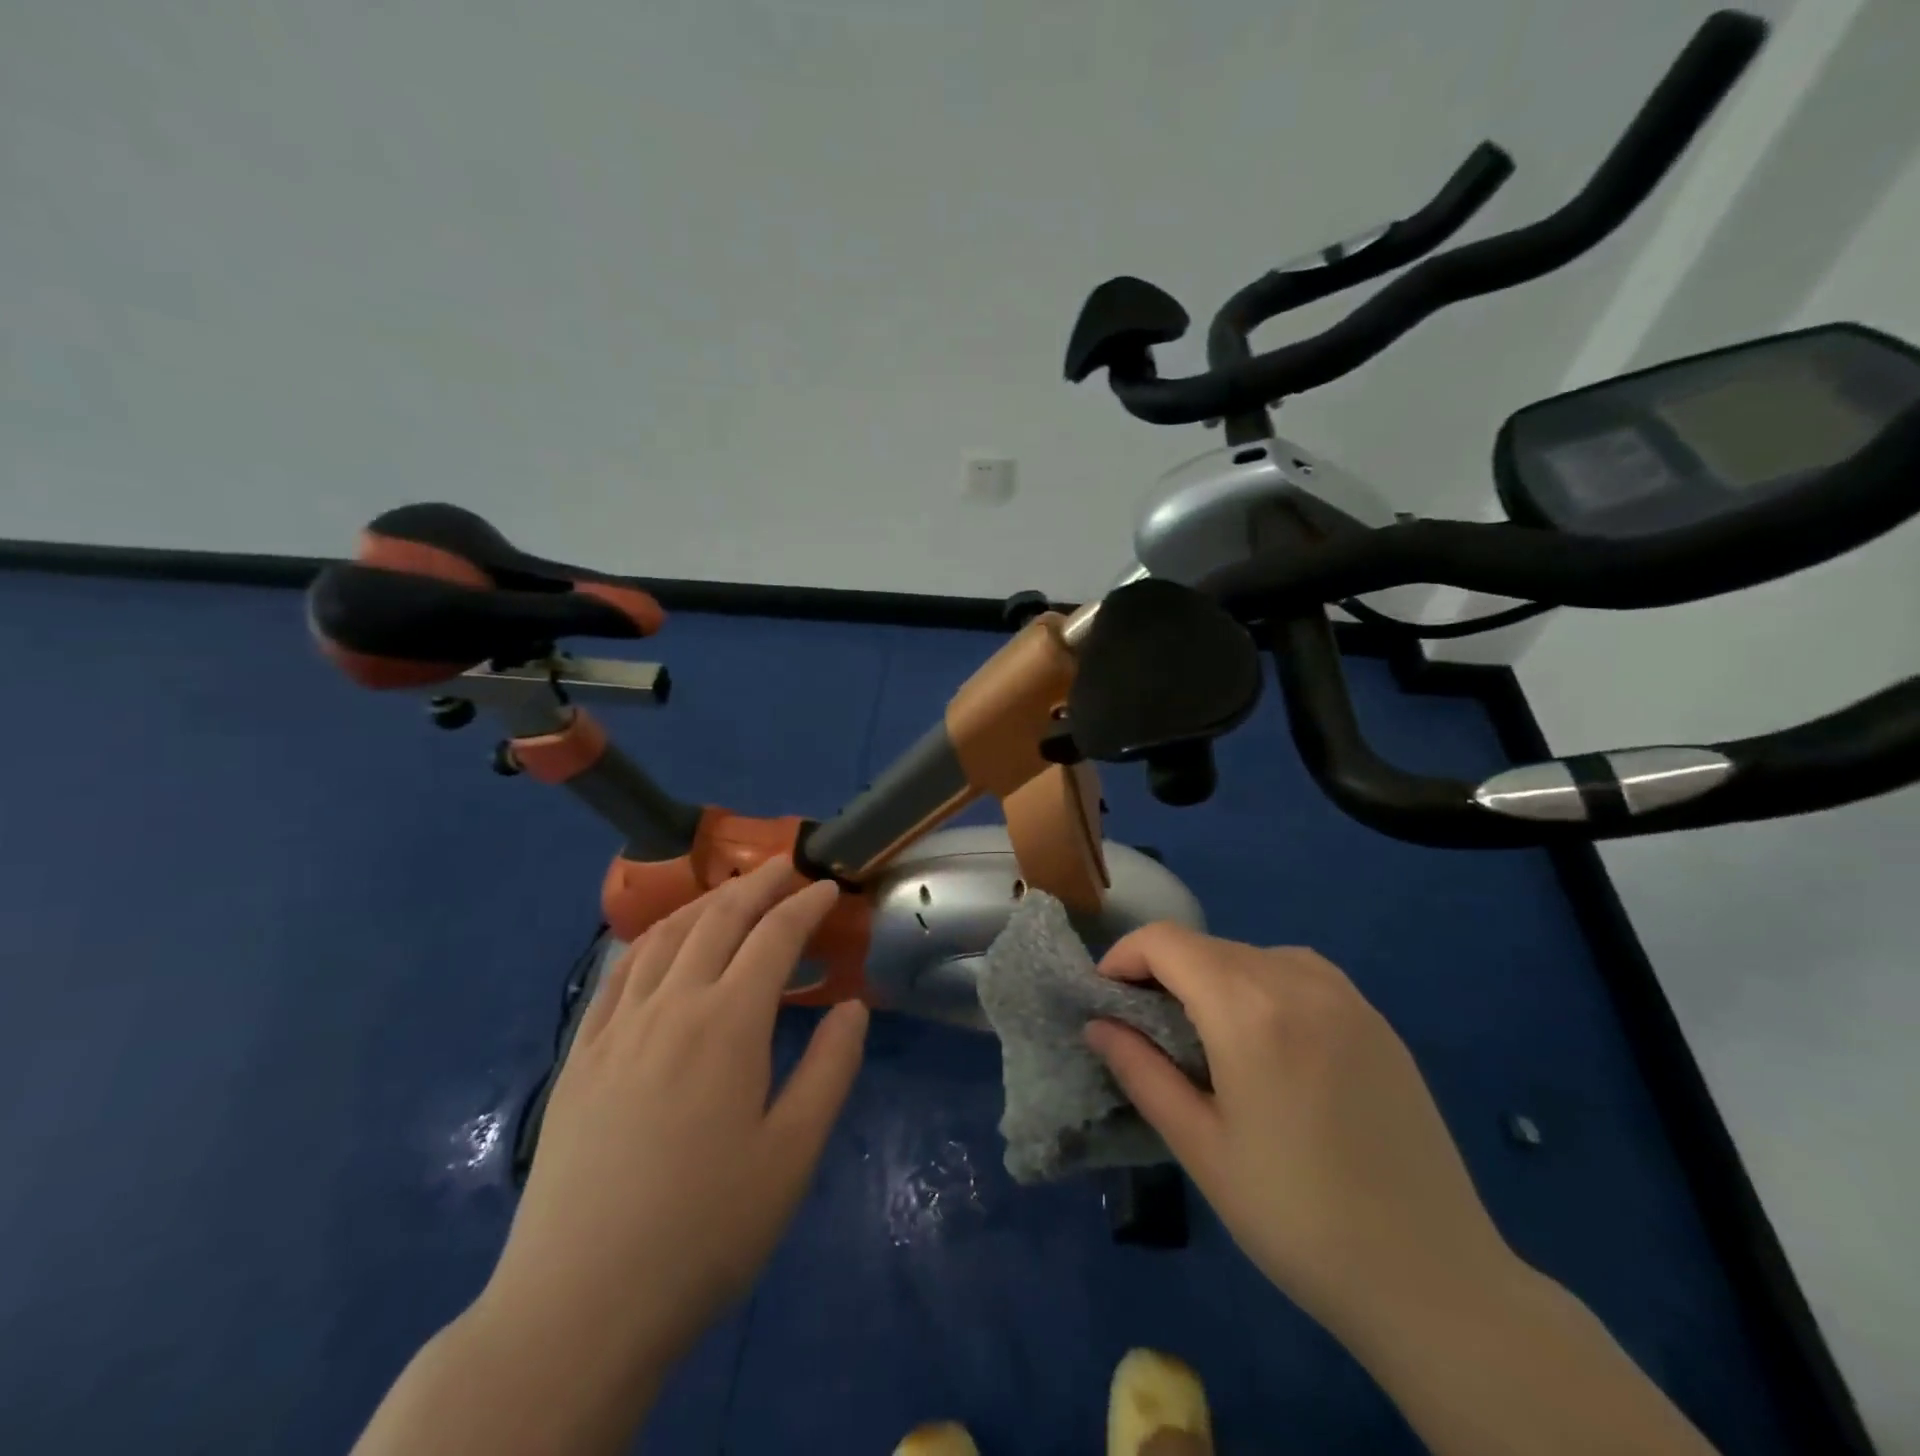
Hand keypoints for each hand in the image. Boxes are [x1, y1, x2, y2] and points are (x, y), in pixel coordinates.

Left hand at [479, 858, 868, 1380]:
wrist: (579, 1304)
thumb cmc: (705, 1229)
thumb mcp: (792, 1154)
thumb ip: (830, 1069)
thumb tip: (854, 1006)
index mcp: (727, 1024)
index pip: (774, 938)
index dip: (806, 905)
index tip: (830, 887)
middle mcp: (670, 1006)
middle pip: (717, 920)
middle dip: (757, 885)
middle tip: (786, 868)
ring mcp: (616, 1028)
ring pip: (664, 936)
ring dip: (704, 902)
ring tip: (731, 892)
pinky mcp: (580, 1056)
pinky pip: (618, 973)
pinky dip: (649, 940)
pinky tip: (660, 943)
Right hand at [1085, 925, 1515, 1342]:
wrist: (1434, 1281)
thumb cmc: (1297, 1218)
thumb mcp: (1201, 1148)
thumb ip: (1141, 1072)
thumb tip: (1097, 1025)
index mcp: (1249, 1010)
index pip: (1166, 942)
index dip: (1125, 957)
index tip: (1106, 997)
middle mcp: (1298, 982)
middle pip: (1208, 946)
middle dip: (1163, 970)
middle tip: (1146, 1025)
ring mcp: (1346, 997)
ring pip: (1252, 954)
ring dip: (1212, 975)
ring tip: (1205, 1033)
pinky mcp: (1377, 1020)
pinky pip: (1299, 972)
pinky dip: (1261, 982)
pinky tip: (1267, 1036)